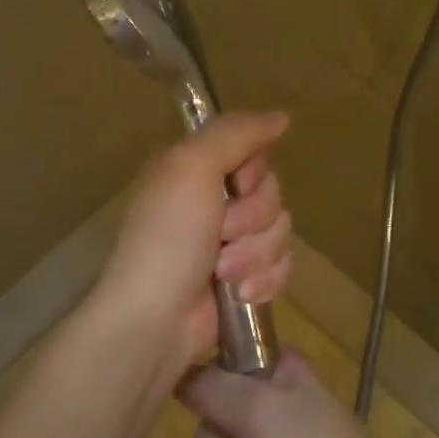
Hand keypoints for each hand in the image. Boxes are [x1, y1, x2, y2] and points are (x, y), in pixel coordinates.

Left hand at [87, 111, 292, 370]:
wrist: (157, 320)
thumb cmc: (168, 238)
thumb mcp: (191, 168)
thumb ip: (235, 133)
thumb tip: (281, 117)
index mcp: (195, 168)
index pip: (254, 151)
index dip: (252, 172)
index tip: (235, 186)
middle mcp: (212, 199)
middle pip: (272, 193)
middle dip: (252, 220)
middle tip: (221, 236)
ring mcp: (229, 241)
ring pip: (280, 231)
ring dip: (254, 255)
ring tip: (222, 273)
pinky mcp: (244, 277)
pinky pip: (281, 266)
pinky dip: (262, 281)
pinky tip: (239, 294)